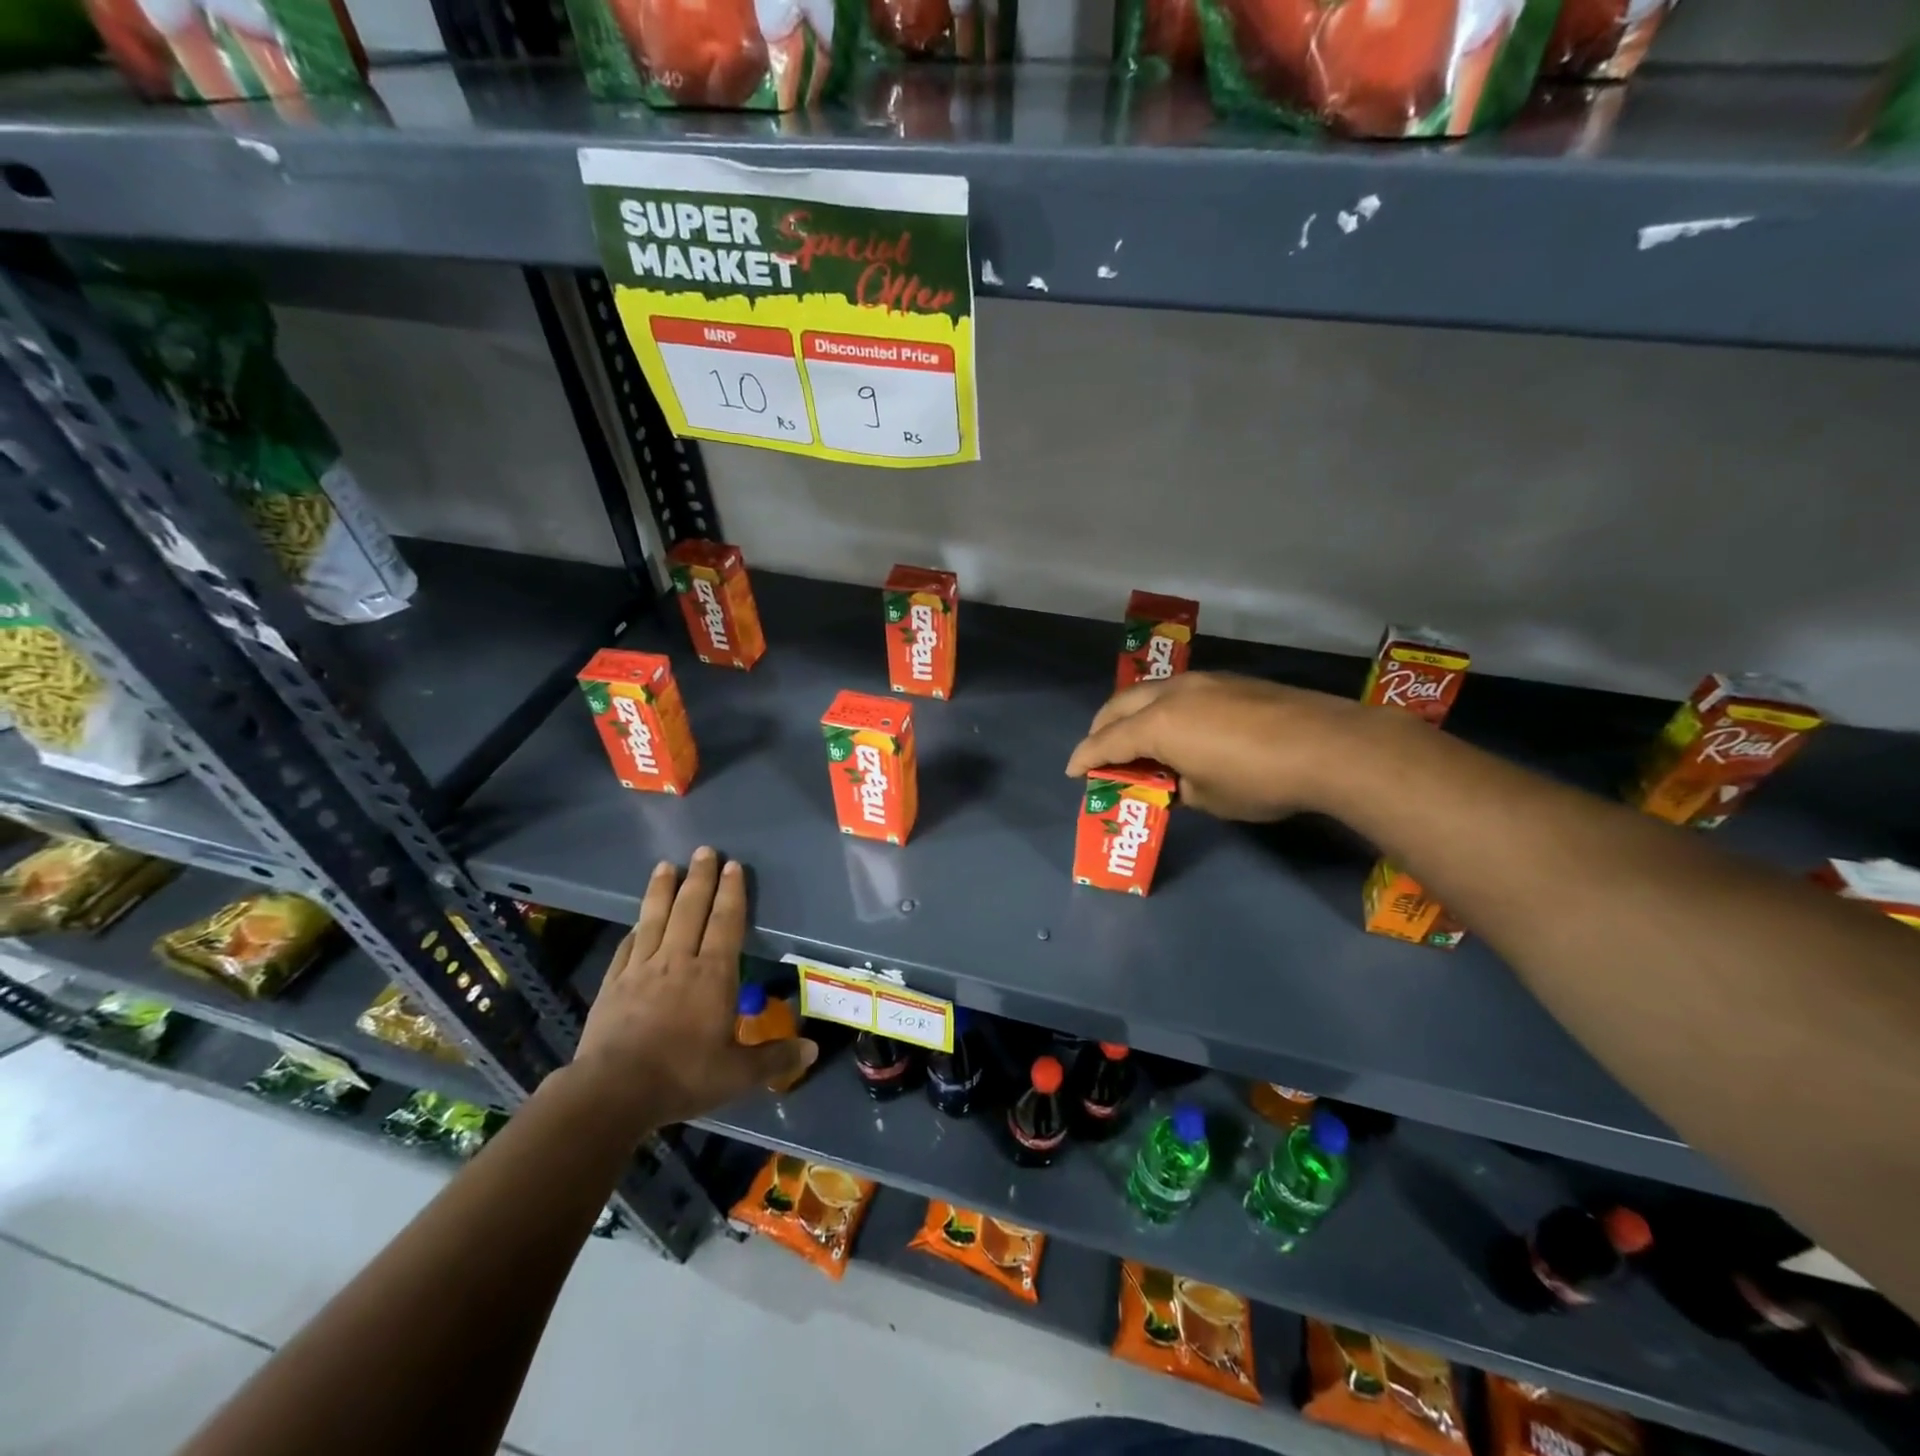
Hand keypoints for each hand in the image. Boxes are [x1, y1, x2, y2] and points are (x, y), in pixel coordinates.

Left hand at [571, 848, 816, 1127]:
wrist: (612, 1093)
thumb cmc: (683, 1077)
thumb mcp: (738, 1074)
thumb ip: (775, 1058)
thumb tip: (814, 1049)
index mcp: (712, 975)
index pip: (725, 923)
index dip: (731, 893)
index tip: (733, 865)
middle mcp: (677, 961)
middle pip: (690, 909)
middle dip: (700, 878)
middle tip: (705, 850)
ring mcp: (641, 969)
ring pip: (655, 919)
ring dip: (662, 890)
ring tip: (666, 866)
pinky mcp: (613, 984)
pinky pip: (627, 947)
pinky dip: (635, 929)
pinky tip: (636, 923)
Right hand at [1064, 672, 1364, 820]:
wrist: (1328, 746)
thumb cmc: (1258, 780)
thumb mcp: (1207, 798)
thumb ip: (1177, 787)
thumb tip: (1174, 780)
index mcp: (1157, 725)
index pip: (1107, 742)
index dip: (1085, 757)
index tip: (1073, 771)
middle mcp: (1172, 695)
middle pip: (1120, 706)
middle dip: (1102, 728)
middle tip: (1098, 751)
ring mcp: (1203, 682)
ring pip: (1150, 692)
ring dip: (1133, 714)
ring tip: (1136, 737)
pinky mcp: (1230, 681)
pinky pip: (1179, 692)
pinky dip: (1163, 709)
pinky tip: (1179, 727)